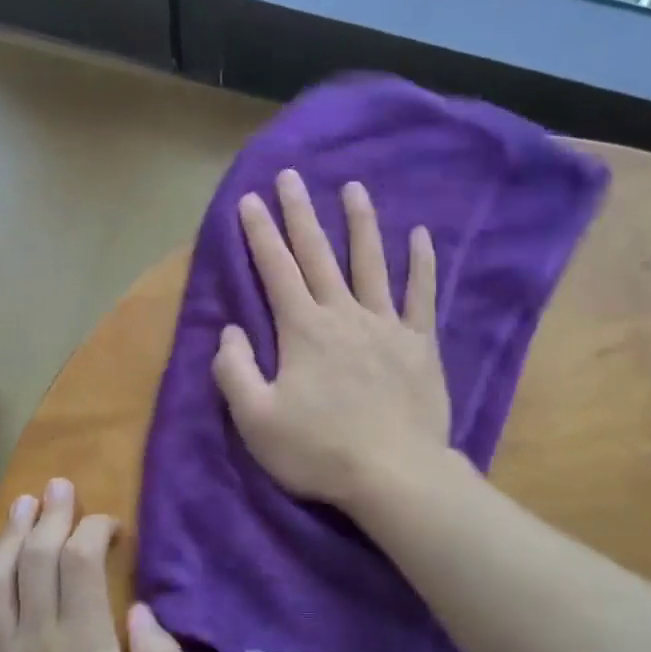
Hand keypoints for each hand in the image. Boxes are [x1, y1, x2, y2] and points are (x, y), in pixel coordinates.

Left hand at [0, 479, 184, 651]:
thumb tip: (141, 611)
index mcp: (84, 651)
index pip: (79, 565)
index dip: (92, 530)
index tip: (110, 527)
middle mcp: (36, 643)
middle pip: (37, 560)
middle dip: (51, 516)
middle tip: (61, 487)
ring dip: (12, 534)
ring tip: (25, 503)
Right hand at [211, 168, 452, 508]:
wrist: (395, 475)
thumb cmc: (319, 451)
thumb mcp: (256, 420)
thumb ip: (235, 371)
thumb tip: (229, 332)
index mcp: (302, 331)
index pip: (275, 270)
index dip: (260, 234)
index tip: (250, 200)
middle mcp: (343, 315)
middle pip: (318, 255)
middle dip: (300, 214)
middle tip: (291, 176)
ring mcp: (386, 325)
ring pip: (371, 263)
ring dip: (360, 223)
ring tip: (354, 188)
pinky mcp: (419, 344)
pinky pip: (421, 295)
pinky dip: (421, 263)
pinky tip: (421, 235)